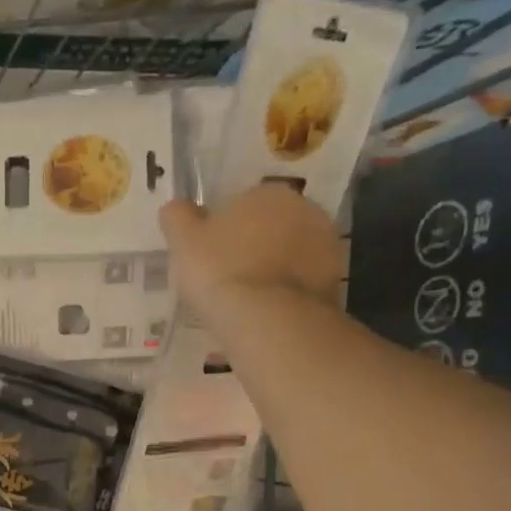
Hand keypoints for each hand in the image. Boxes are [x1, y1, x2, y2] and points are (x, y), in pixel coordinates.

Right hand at [160, 183, 345, 328]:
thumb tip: (176, 207)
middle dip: (254, 246)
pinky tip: (266, 312)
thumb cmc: (220, 270)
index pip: (244, 203)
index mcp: (268, 193)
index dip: (225, 229)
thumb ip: (178, 218)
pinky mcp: (334, 281)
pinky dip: (286, 293)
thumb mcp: (183, 242)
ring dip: (273, 269)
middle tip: (228, 276)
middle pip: (271, 226)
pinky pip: (301, 283)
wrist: (267, 318)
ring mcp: (326, 246)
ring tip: (246, 299)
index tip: (211, 254)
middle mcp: (304, 210)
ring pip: (289, 254)